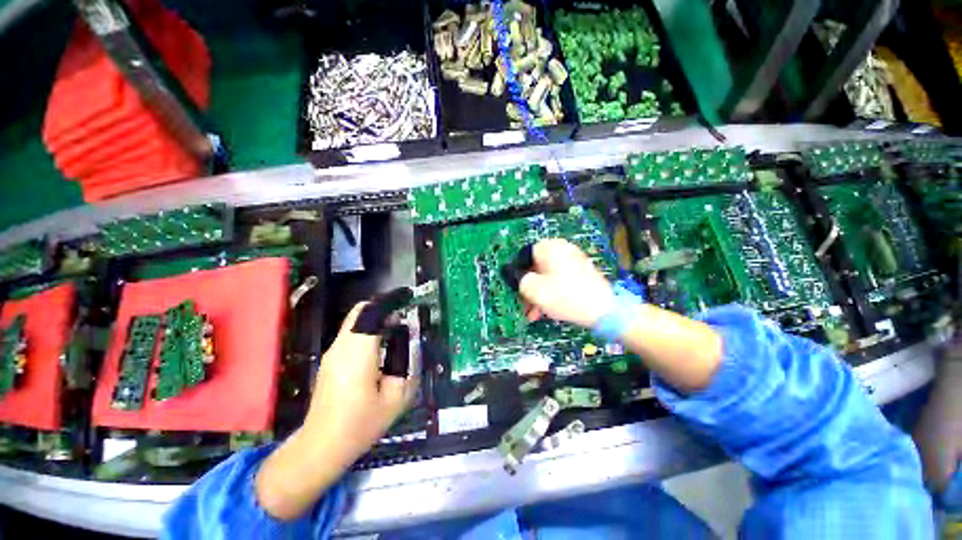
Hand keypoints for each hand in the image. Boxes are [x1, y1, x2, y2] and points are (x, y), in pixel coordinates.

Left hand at [256, 302, 417, 519]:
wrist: (321, 447)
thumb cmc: (360, 424)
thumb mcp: (396, 398)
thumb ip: (408, 367)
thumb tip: (409, 344)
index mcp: (358, 355)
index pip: (370, 314)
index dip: (389, 302)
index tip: (407, 299)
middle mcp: (341, 348)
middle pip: (360, 312)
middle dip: (384, 308)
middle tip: (403, 317)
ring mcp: (331, 353)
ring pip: (354, 321)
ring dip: (375, 319)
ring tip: (395, 330)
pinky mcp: (329, 360)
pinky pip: (350, 333)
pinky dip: (367, 330)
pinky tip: (380, 347)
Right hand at [519, 239, 614, 327]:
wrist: (604, 310)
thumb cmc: (564, 296)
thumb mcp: (533, 289)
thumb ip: (520, 281)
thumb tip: (521, 279)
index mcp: (550, 247)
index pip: (525, 255)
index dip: (518, 273)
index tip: (517, 289)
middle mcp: (563, 249)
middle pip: (537, 267)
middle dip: (530, 288)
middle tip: (526, 305)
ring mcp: (575, 260)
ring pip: (548, 276)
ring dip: (539, 294)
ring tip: (535, 314)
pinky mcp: (583, 272)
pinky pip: (561, 280)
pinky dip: (553, 292)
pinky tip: (549, 309)